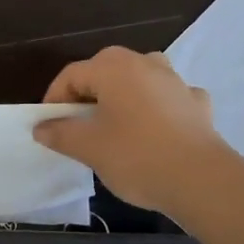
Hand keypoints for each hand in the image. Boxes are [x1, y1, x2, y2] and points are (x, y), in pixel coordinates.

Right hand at [33, 47, 231, 212]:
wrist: (201, 180)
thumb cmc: (136, 156)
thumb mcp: (88, 147)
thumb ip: (60, 133)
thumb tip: (42, 127)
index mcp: (114, 67)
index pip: (72, 74)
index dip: (54, 98)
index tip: (49, 126)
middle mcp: (145, 63)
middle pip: (105, 71)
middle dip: (88, 95)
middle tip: (78, 125)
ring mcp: (175, 81)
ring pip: (139, 79)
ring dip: (124, 95)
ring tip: (115, 123)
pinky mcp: (197, 103)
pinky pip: (168, 97)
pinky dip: (157, 108)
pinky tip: (156, 129)